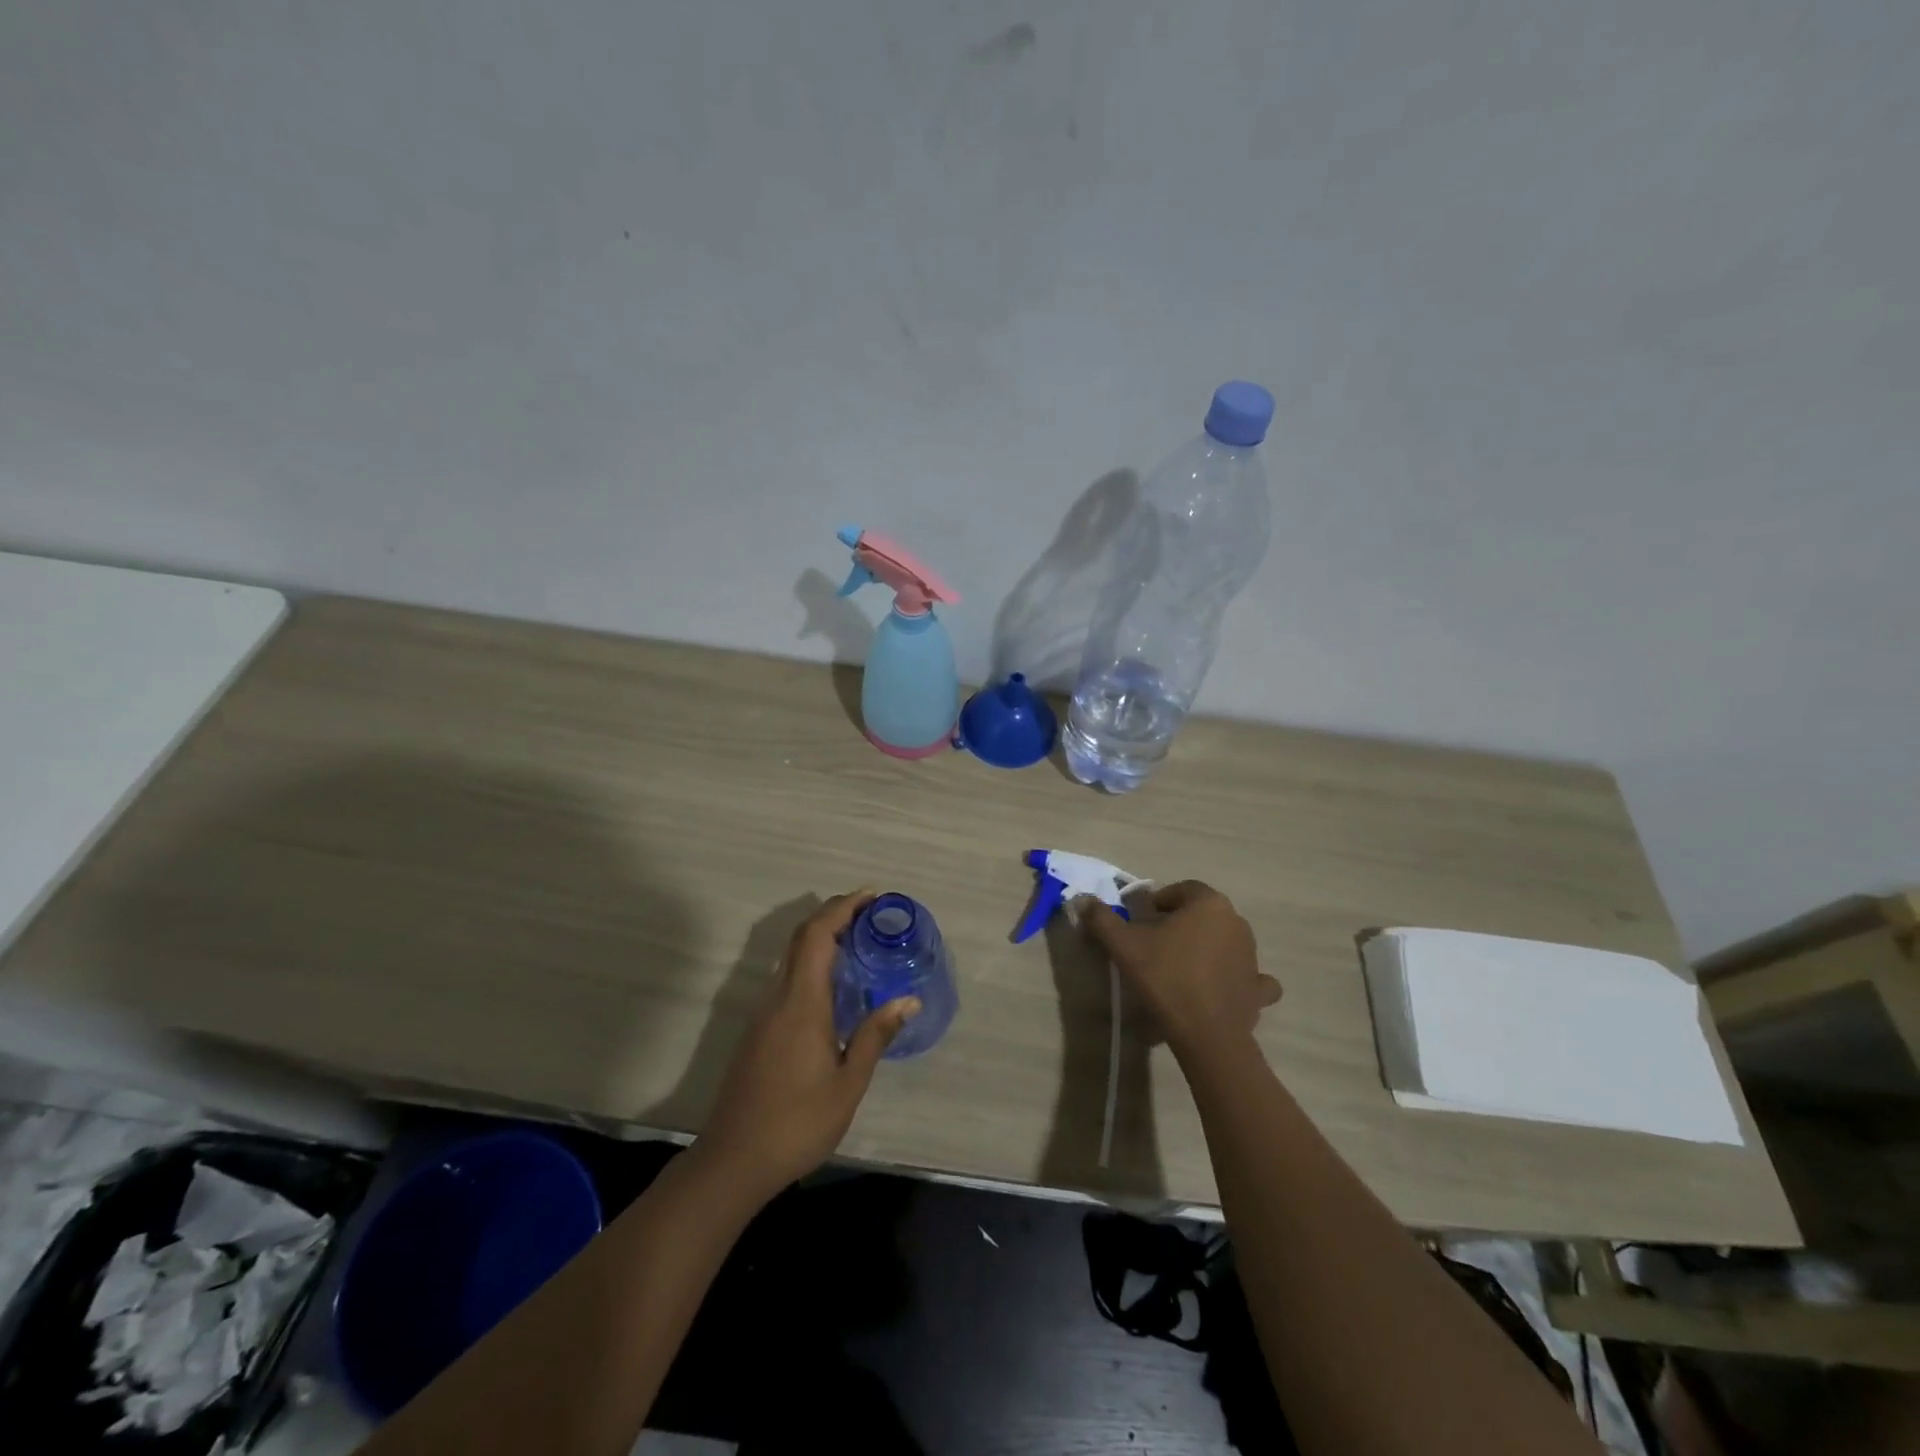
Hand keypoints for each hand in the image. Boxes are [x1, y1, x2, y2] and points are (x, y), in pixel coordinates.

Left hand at [695, 891, 918, 1204]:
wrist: (733, 1160)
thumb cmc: (797, 1123)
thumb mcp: (848, 1083)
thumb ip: (875, 1036)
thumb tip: (908, 1000)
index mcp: (802, 1003)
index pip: (817, 935)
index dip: (842, 907)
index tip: (871, 897)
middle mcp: (777, 997)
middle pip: (801, 937)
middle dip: (833, 914)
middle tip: (870, 913)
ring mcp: (763, 1012)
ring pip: (790, 956)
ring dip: (821, 937)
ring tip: (858, 941)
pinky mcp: (757, 1029)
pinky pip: (786, 977)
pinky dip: (811, 961)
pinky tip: (833, 984)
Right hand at [1076, 881, 1280, 1061]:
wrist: (1205, 1033)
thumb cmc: (1165, 977)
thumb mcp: (1123, 945)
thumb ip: (1102, 918)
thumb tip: (1083, 900)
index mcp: (1209, 904)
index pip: (1182, 890)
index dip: (1159, 902)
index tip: (1141, 921)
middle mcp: (1237, 923)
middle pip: (1204, 914)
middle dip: (1182, 924)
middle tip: (1155, 945)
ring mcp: (1252, 957)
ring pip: (1226, 942)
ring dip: (1207, 948)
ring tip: (1180, 970)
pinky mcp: (1258, 989)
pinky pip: (1250, 977)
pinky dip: (1237, 980)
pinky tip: (1220, 989)